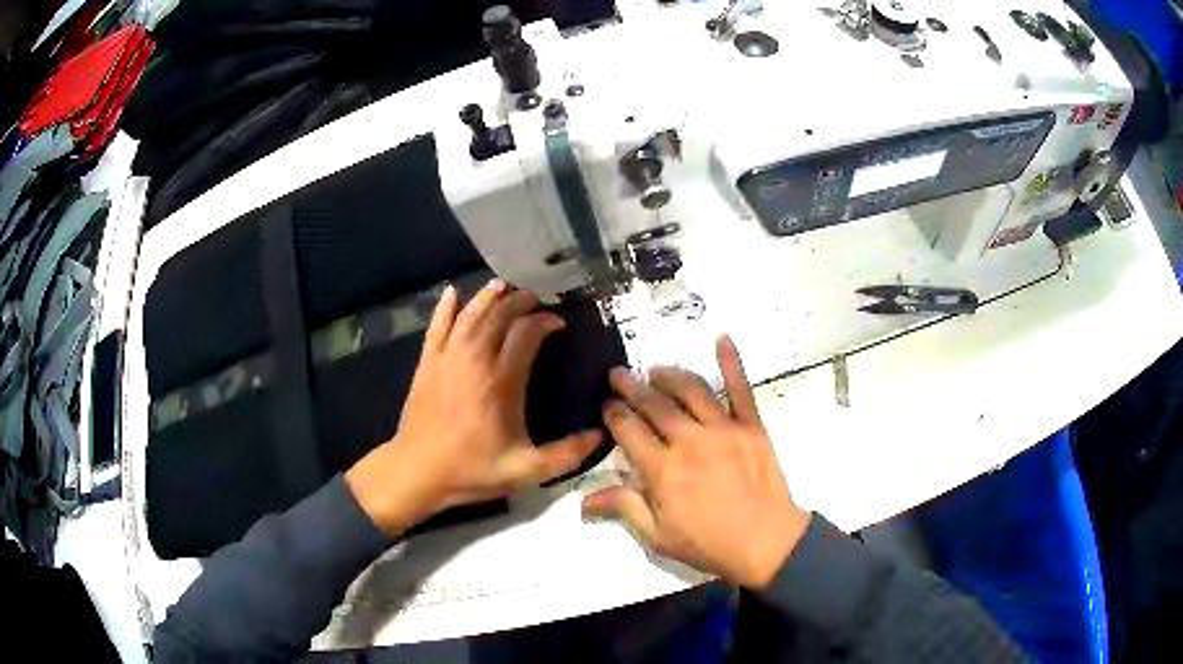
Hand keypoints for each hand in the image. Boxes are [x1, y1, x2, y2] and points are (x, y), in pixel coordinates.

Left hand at [346, 279, 602, 536]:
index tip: (559, 323)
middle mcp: (475, 359)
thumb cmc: (471, 470)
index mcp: (501, 381)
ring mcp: (447, 357)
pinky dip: (445, 307)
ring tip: (504, 286)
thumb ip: (565, 454)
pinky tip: (452, 293)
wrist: (417, 472)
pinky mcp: (427, 363)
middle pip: (500, 315)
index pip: (527, 333)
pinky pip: (437, 326)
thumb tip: (600, 435)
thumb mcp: (525, 470)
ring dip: (488, 297)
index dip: (546, 321)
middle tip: (537, 299)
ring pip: (470, 313)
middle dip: (521, 302)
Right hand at [582, 336, 809, 588]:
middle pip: (654, 405)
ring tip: (655, 369)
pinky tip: (722, 338)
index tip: (605, 405)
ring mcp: (723, 429)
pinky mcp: (751, 426)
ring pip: (691, 390)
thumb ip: (624, 508)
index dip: (613, 414)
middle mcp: (689, 441)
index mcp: (662, 469)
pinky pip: (741, 388)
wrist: (766, 543)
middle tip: (618, 374)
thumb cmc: (709, 544)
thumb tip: (583, 500)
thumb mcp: (658, 536)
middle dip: (632, 387)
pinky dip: (732, 362)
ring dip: (669, 375)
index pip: (628, 430)